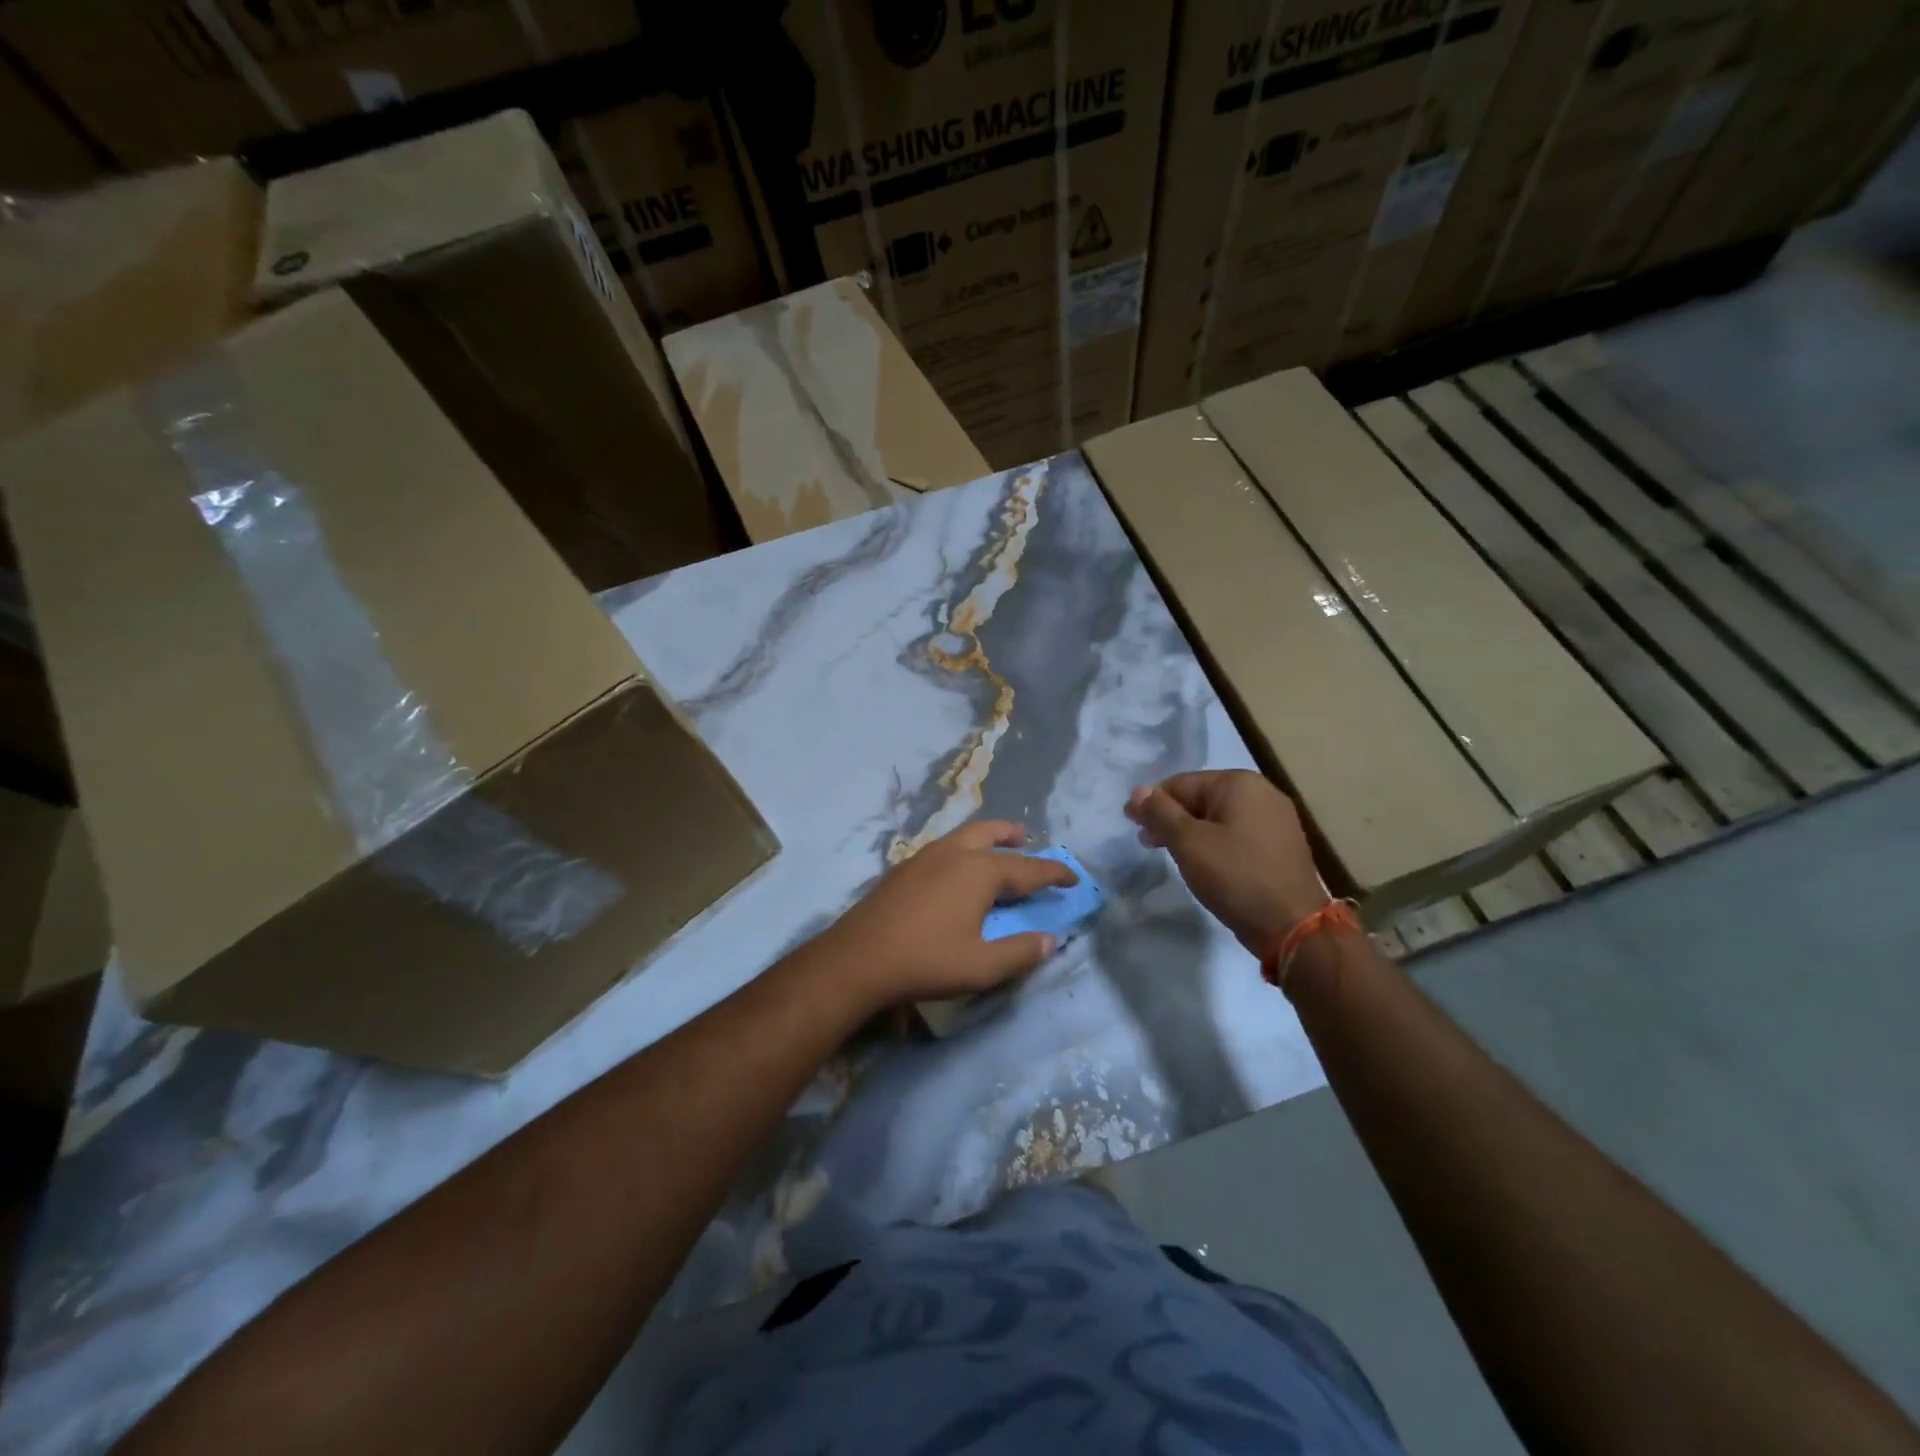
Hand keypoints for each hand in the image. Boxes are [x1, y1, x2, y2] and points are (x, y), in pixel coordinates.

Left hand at [815, 821, 1078, 1011]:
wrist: (858, 958)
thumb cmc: (927, 961)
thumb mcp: (982, 966)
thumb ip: (1021, 952)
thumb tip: (1050, 940)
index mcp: (979, 871)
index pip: (1027, 868)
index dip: (1053, 872)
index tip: (1073, 876)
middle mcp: (954, 854)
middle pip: (990, 834)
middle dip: (1012, 836)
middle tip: (1027, 840)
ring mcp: (923, 857)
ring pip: (962, 837)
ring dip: (985, 839)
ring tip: (994, 851)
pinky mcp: (902, 870)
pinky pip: (943, 849)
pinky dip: (961, 851)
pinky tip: (954, 873)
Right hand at [1126, 771, 1327, 956]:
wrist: (1292, 925)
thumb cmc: (1235, 876)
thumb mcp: (1188, 842)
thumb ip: (1160, 812)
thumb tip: (1138, 791)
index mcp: (1239, 783)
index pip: (1181, 783)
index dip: (1152, 803)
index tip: (1132, 825)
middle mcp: (1262, 792)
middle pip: (1201, 798)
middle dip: (1171, 818)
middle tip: (1147, 843)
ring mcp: (1276, 819)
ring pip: (1219, 818)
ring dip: (1191, 832)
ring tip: (1172, 855)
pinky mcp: (1281, 845)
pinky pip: (1237, 834)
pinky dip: (1215, 843)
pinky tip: (1204, 863)